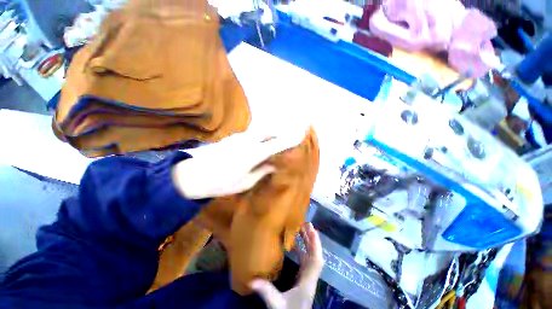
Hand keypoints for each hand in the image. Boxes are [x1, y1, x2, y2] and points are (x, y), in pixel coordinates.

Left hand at [171, 131, 305, 199]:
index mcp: (252, 154)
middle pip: (269, 131)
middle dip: (281, 132)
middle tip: (290, 136)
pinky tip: (259, 145)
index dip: (291, 138)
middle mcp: (247, 141)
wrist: (191, 176)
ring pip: (260, 131)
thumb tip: (274, 165)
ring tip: (276, 141)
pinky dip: (260, 137)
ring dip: (270, 134)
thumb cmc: (221, 183)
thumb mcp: (246, 181)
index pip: (277, 144)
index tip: (302, 133)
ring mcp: (238, 137)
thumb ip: (262, 170)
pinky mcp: (232, 138)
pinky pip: (251, 135)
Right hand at [251, 223, 323, 308]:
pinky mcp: (303, 279)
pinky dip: (302, 251)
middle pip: (315, 255)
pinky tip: (295, 246)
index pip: (316, 259)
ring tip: (301, 230)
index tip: (312, 230)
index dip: (316, 244)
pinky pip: (305, 261)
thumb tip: (252, 279)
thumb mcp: (277, 304)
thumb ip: (266, 292)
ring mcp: (307, 278)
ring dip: (307, 243)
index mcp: (308, 281)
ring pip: (311, 257)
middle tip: (306, 224)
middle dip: (311, 239)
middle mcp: (310, 277)